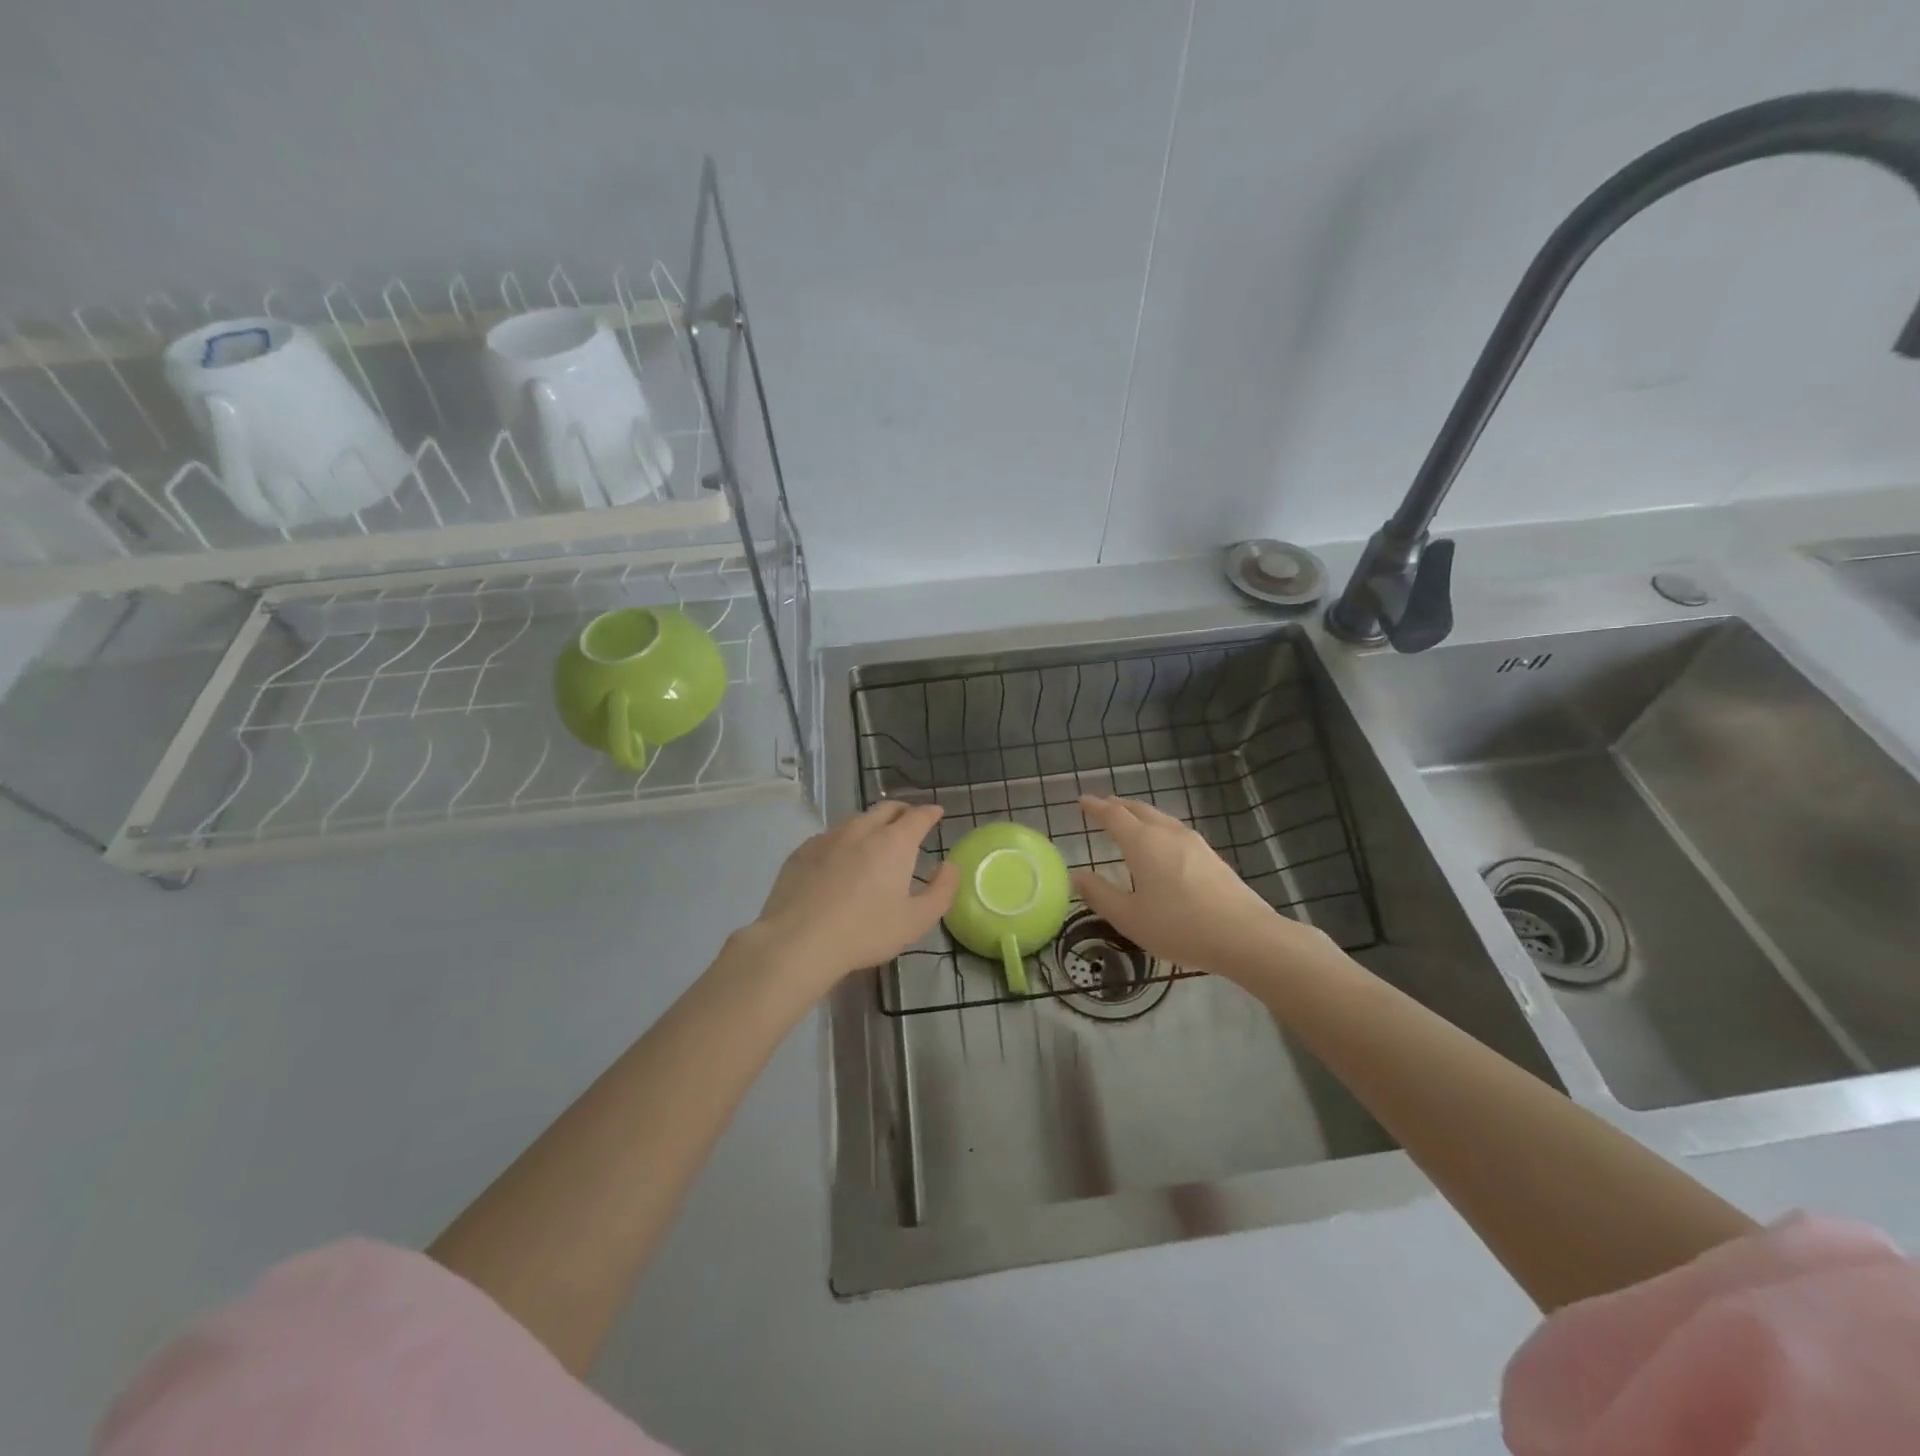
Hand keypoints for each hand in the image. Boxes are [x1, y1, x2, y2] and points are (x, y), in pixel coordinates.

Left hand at [751, 801, 958, 989]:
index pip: (918, 816)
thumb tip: (949, 867)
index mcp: (894, 843)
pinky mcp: (802, 851)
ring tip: (876, 838)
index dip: (930, 812)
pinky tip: (840, 858)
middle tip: (910, 820)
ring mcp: (828, 838)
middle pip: (886, 808)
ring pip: (856, 820)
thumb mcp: (916, 922)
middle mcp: (861, 830)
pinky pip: (830, 836)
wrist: (798, 941)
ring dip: (872, 823)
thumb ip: (941, 892)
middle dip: (903, 810)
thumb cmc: (864, 932)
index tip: (936, 813)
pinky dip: (844, 840)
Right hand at [1070, 795, 1318, 979]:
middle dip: (1118, 806)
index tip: (1082, 801)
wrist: (1244, 936)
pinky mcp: (1211, 856)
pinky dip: (1158, 827)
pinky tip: (1161, 844)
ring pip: (1160, 818)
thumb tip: (1078, 876)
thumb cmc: (1179, 926)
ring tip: (1129, 821)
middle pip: (1139, 810)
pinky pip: (1175, 830)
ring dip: (1140, 815)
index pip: (1113, 815)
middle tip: (1102, 806)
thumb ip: (1100, 895)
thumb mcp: (1129, 918)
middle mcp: (1167, 834)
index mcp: (1143, 843)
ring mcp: (1193, 842)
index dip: (1095, 807)